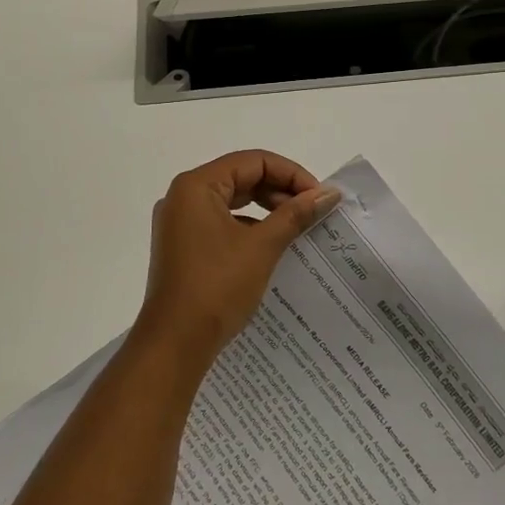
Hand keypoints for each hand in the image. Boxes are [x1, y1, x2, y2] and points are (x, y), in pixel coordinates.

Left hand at [138, 151, 340, 366]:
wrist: (175, 342)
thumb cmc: (217, 287)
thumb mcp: (262, 246)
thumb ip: (295, 214)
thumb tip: (328, 193)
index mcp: (196, 186)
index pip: (253, 161)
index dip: (291, 174)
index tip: (319, 197)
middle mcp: (183, 196)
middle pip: (241, 177)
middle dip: (280, 191)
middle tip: (312, 211)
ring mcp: (179, 223)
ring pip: (231, 201)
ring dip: (266, 209)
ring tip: (297, 227)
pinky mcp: (182, 246)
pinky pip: (221, 222)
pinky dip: (248, 227)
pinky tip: (272, 246)